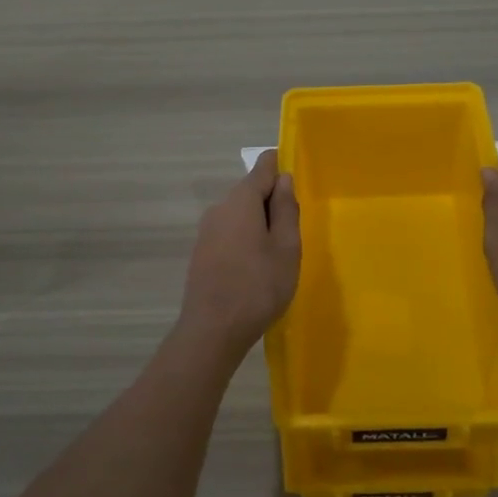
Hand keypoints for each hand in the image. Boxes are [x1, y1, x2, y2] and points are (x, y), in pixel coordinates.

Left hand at [179, 150, 300, 351]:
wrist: (212, 330)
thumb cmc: (258, 286)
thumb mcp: (286, 247)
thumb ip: (286, 209)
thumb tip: (283, 179)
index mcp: (241, 201)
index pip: (262, 168)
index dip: (279, 166)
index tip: (296, 174)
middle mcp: (219, 208)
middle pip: (249, 192)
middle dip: (272, 200)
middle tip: (295, 227)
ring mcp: (206, 231)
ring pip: (239, 214)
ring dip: (259, 223)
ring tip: (279, 251)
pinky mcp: (201, 253)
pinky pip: (229, 233)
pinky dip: (246, 238)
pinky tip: (257, 265)